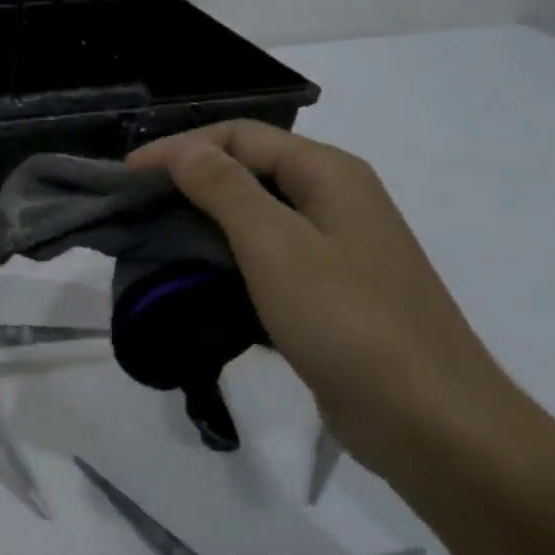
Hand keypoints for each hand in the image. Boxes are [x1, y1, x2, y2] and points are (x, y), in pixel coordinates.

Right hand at [129, 120, 535, 481]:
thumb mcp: (276, 245)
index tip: (126, 176)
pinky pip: (267, 259)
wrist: (428, 418)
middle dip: (187, 182)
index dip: (178, 148)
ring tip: (155, 242)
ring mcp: (335, 248)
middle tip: (135, 208)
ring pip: (255, 216)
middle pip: (248, 170)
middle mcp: (334, 200)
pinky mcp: (328, 292)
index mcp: (328, 174)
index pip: (239, 136)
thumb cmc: (348, 321)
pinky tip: (197, 281)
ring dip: (203, 222)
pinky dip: (227, 260)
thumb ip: (225, 189)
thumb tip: (184, 150)